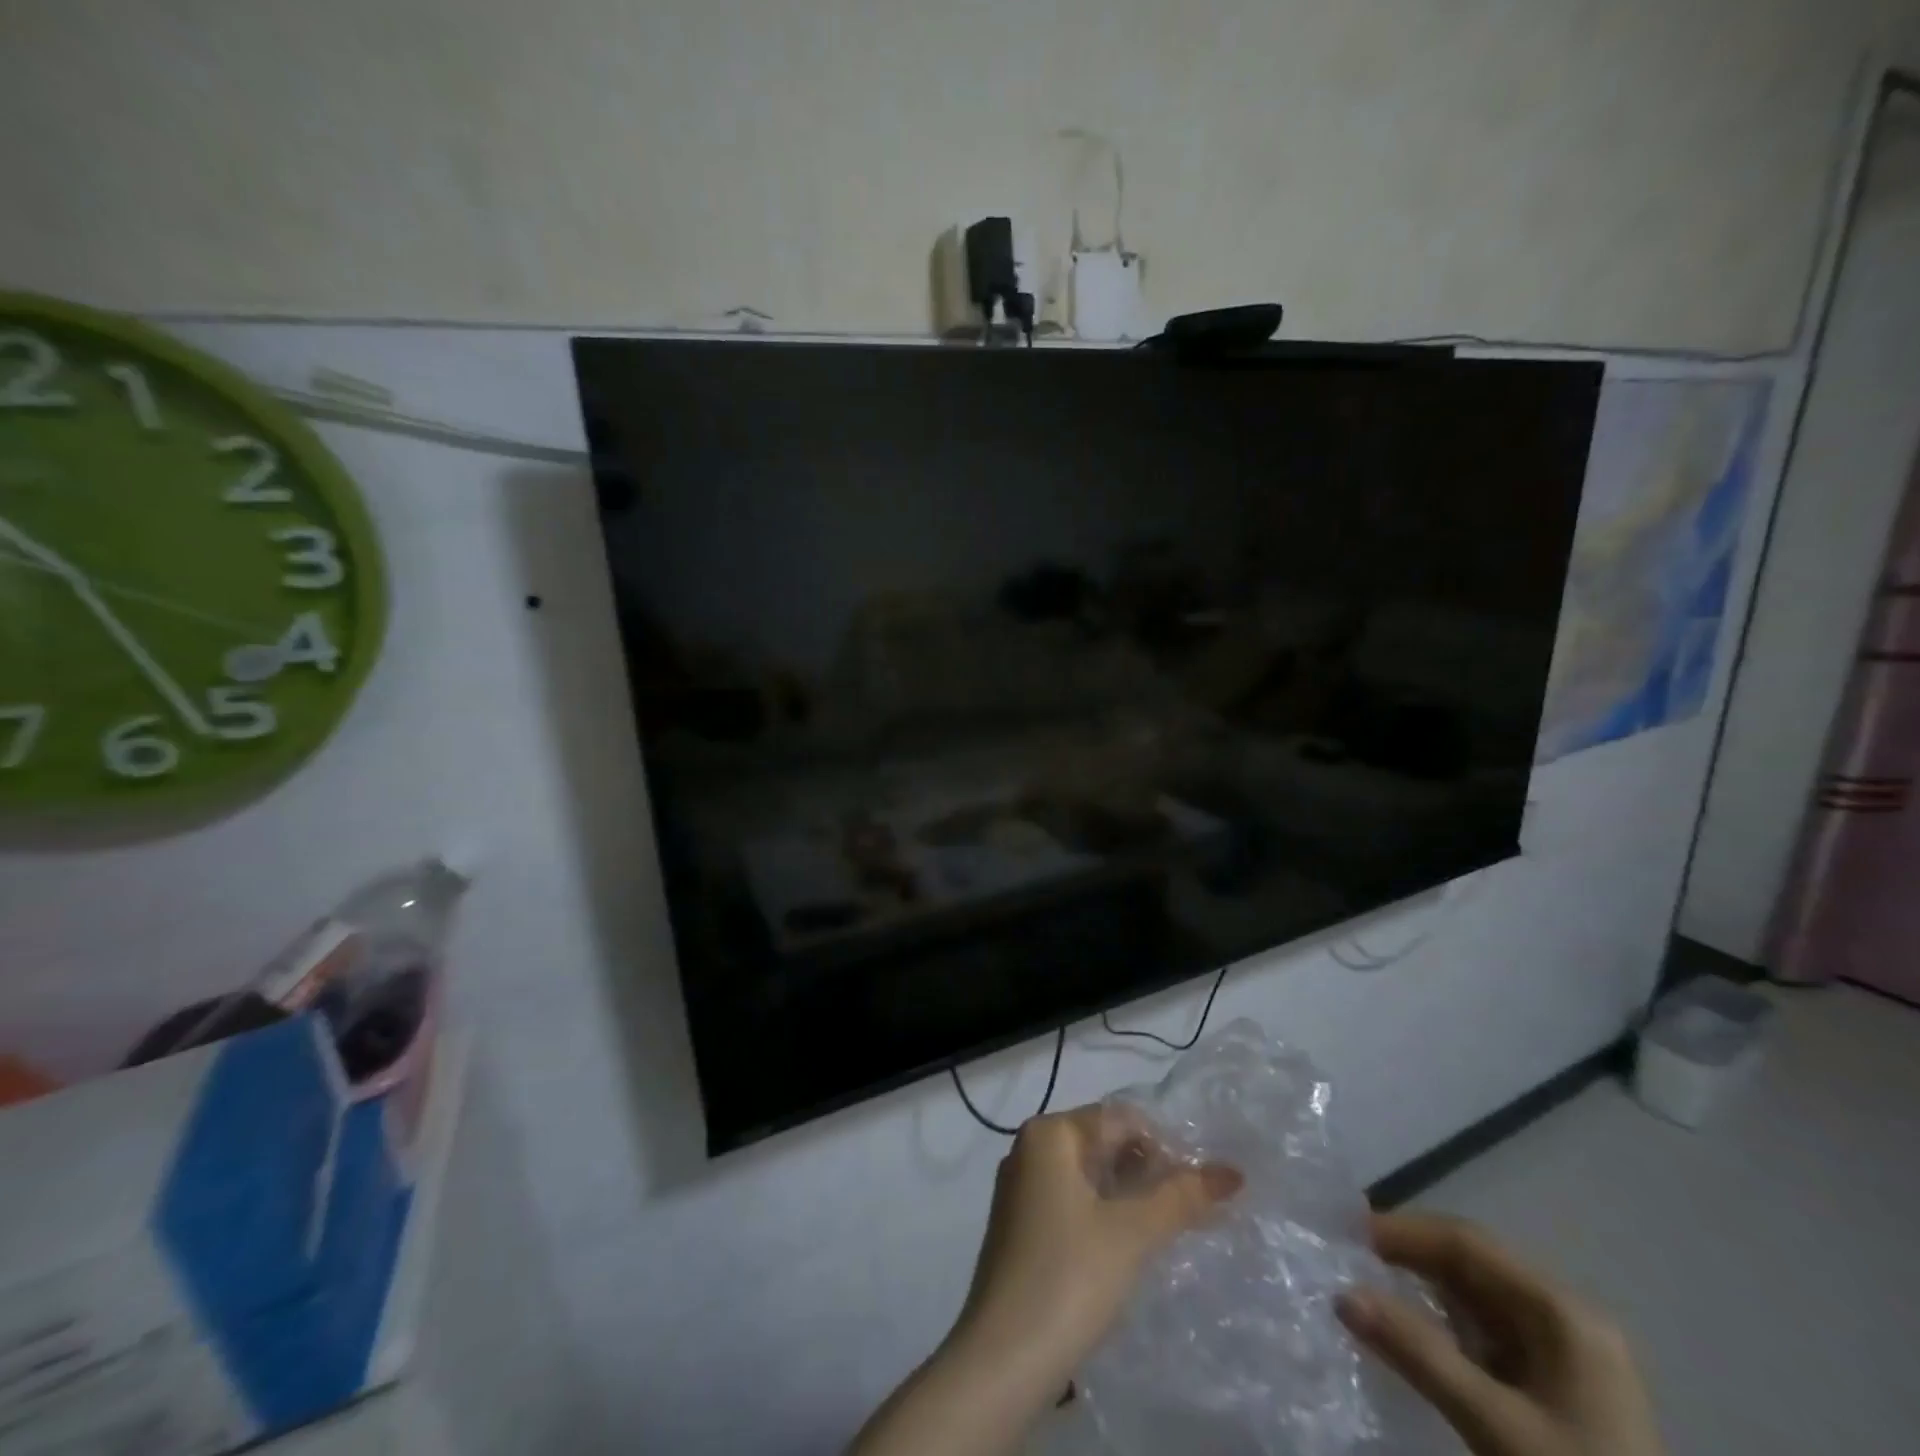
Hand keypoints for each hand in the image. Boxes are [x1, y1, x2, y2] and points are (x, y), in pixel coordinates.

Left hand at [848, 1106, 1239, 1455]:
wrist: (1004, 1356)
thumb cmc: (1069, 1276)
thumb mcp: (1132, 1233)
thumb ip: (1181, 1197)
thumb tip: (1233, 1171)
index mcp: (1049, 1133)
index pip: (1119, 1118)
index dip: (1164, 1146)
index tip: (1199, 1187)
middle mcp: (1029, 1148)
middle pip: (1102, 1142)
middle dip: (1147, 1171)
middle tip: (1189, 1210)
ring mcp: (1021, 1187)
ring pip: (1088, 1175)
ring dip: (1128, 1194)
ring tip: (1166, 1228)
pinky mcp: (1020, 1225)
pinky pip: (1071, 1201)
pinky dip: (1103, 1213)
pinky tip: (1127, 1246)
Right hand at [1337, 1212, 1663, 1455]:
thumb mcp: (1495, 1427)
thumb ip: (1419, 1354)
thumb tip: (1342, 1293)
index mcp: (1563, 1311)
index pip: (1467, 1242)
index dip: (1403, 1231)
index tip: (1345, 1235)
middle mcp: (1567, 1318)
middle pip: (1473, 1264)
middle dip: (1410, 1257)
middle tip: (1349, 1259)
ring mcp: (1567, 1355)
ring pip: (1478, 1297)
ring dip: (1422, 1290)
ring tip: (1368, 1291)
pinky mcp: (1559, 1390)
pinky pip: (1489, 1334)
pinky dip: (1445, 1327)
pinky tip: (1413, 1336)